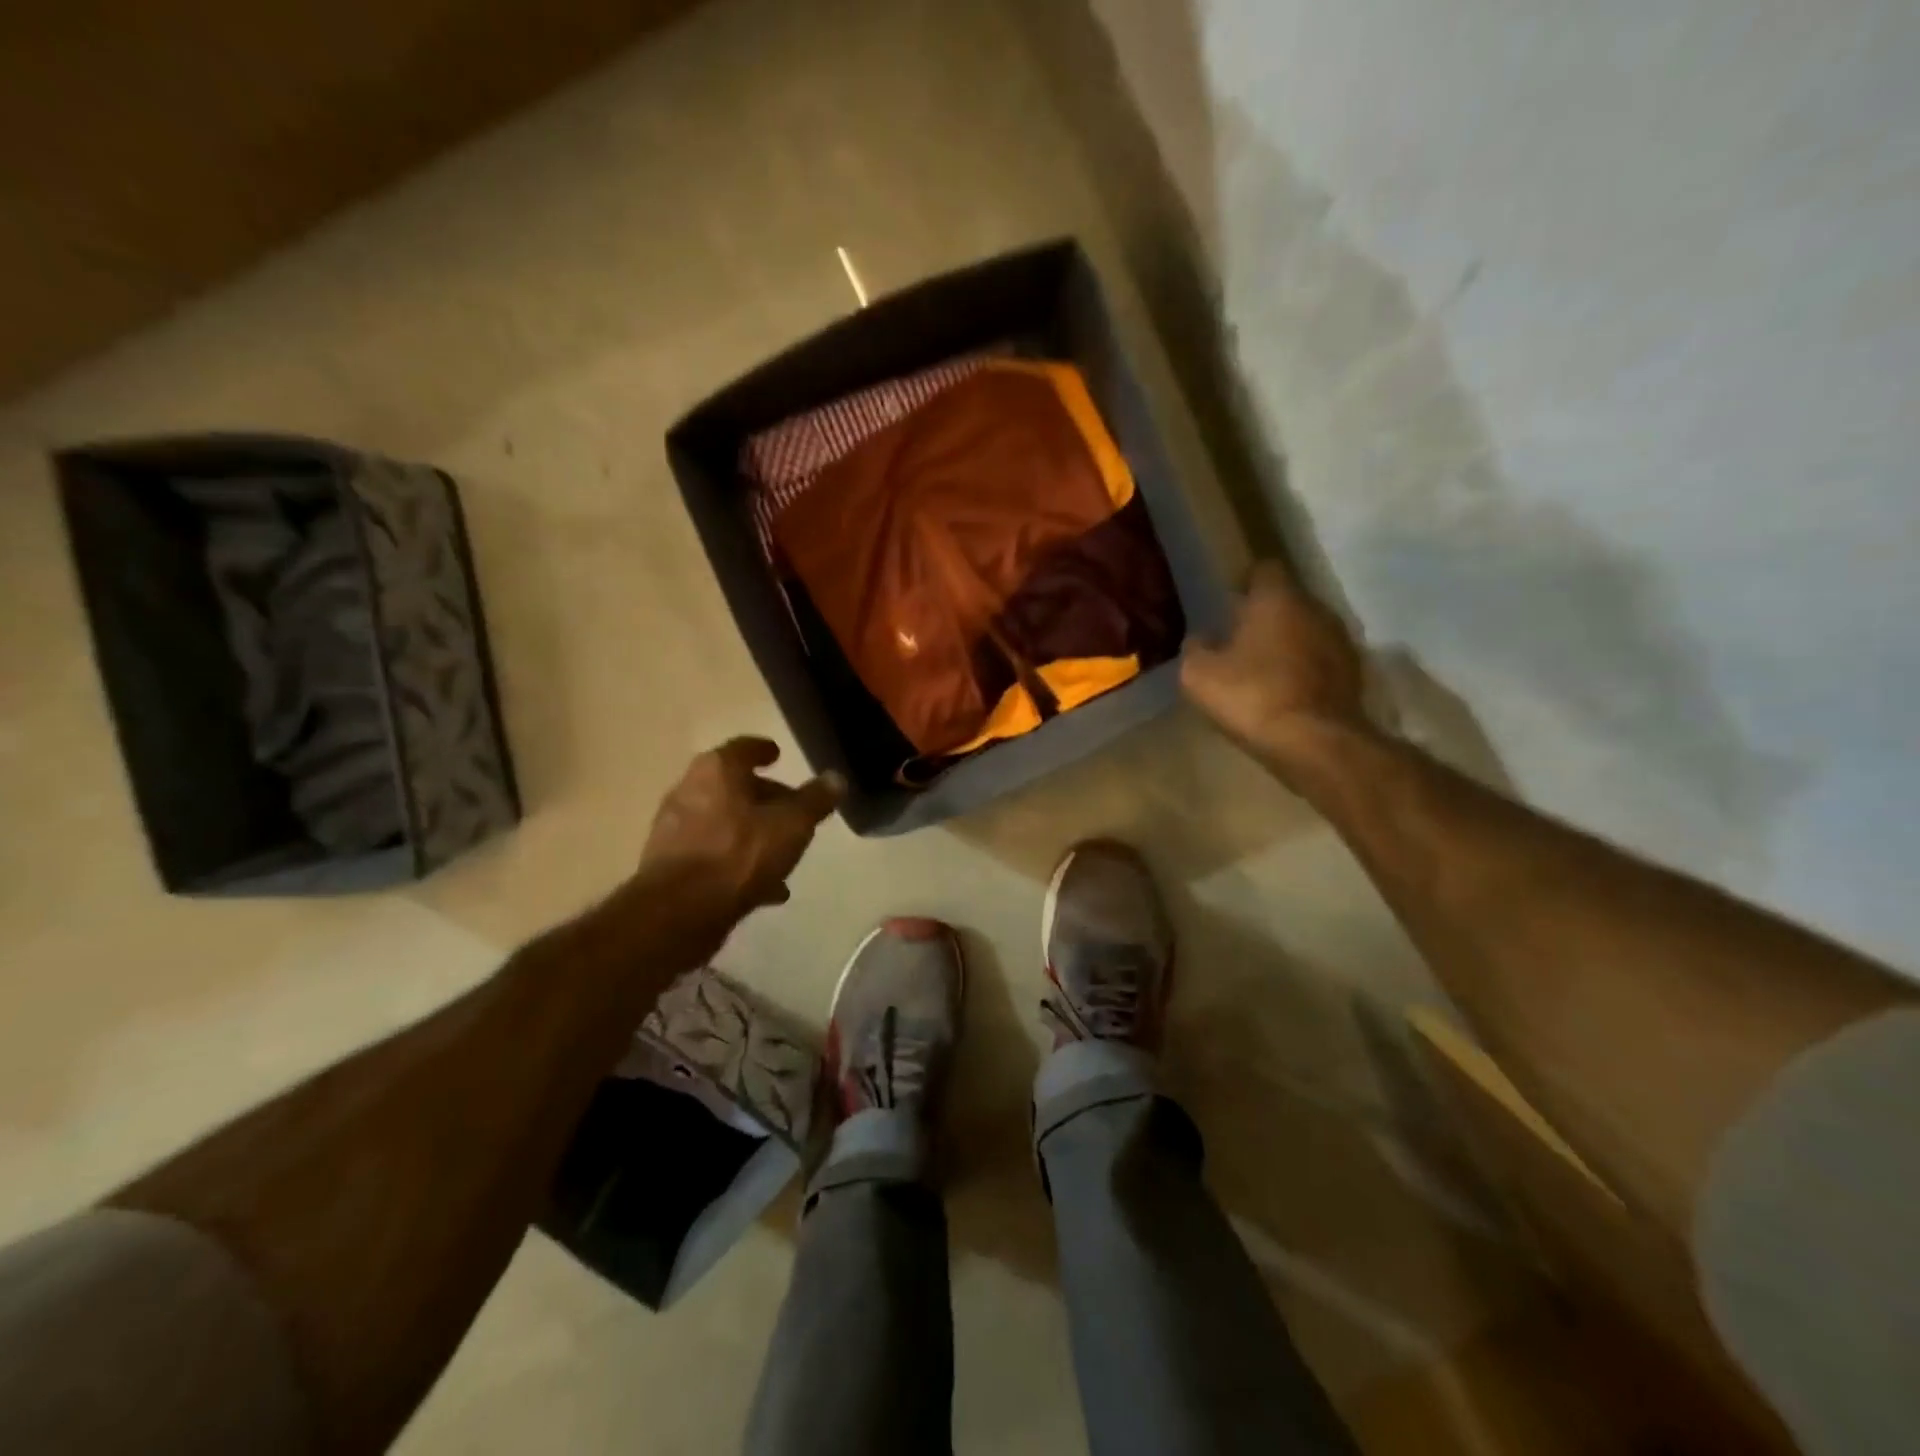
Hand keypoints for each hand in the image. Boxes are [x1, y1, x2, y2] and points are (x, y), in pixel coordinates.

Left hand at [638, 738, 844, 926]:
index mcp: (717, 771)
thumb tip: (835, 778)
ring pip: (723, 822)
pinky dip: (737, 861)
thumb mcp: (792, 825)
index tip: (777, 755)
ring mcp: (675, 829)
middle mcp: (689, 790)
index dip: (763, 750)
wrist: (679, 912)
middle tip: (791, 810)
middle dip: (763, 797)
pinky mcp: (670, 865)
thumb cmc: (739, 854)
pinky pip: (713, 854)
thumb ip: (815, 800)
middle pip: (732, 786)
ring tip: (783, 853)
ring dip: (752, 833)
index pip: (744, 748)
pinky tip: (764, 887)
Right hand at [1181, 561, 1368, 774]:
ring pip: (1307, 630)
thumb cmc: (1252, 697)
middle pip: (1288, 601)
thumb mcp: (1199, 675)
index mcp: (1277, 599)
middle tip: (1239, 639)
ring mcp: (1341, 641)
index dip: (1245, 582)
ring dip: (1288, 643)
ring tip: (1263, 668)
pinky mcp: (1355, 673)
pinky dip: (1305, 669)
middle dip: (1266, 615)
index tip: (1228, 602)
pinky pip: (1322, 660)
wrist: (1315, 743)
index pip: (1263, 569)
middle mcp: (1316, 608)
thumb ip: (1196, 648)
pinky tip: (1286, 692)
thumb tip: (1201, 639)